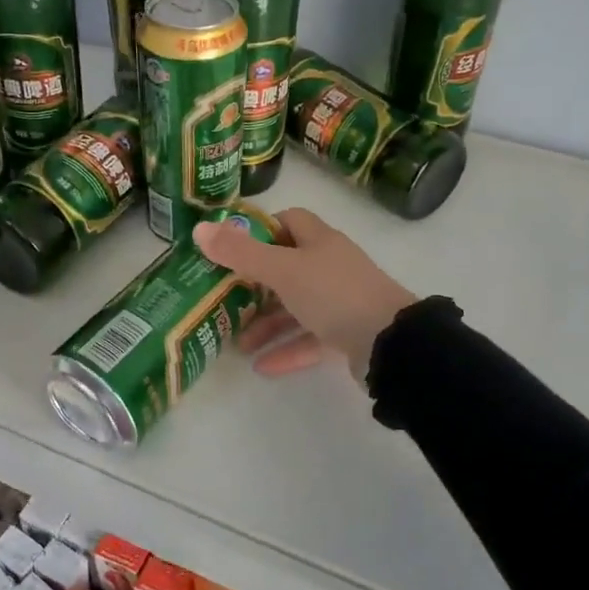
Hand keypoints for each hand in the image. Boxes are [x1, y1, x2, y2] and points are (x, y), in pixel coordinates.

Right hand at [193, 208, 415, 380]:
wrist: (390, 342)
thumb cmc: (333, 294)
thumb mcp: (282, 270)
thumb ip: (240, 253)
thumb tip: (199, 229)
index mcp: (319, 241)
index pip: (288, 221)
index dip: (260, 230)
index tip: (231, 248)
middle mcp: (330, 266)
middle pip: (287, 268)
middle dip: (255, 286)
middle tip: (224, 300)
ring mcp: (341, 301)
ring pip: (296, 308)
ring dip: (267, 324)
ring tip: (238, 344)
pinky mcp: (347, 333)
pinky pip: (310, 339)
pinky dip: (287, 350)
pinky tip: (262, 368)